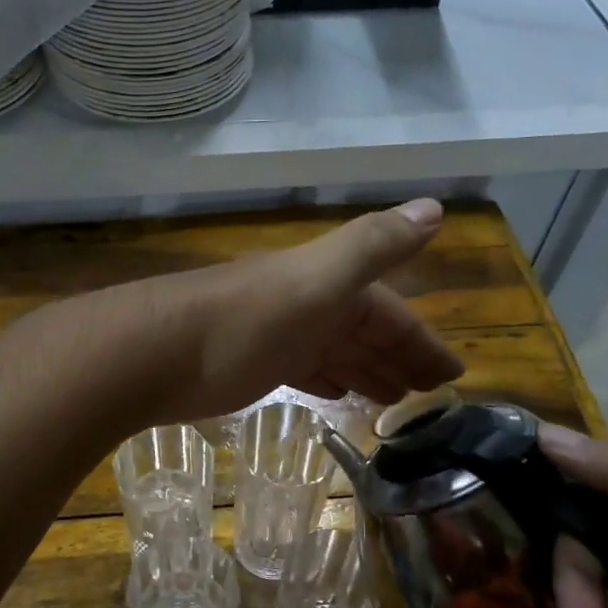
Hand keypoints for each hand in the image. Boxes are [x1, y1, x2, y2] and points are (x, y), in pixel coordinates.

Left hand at [105, 199, 465, 424]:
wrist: (154, 352)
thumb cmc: (243, 322)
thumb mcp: (316, 280)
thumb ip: (373, 246)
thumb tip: (435, 206)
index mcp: (328, 284)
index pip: (390, 312)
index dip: (422, 340)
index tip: (453, 376)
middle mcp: (306, 304)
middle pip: (363, 332)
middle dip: (399, 358)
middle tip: (430, 397)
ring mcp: (276, 334)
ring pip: (334, 351)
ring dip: (366, 370)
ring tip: (395, 401)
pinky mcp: (249, 364)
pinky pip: (303, 370)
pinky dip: (326, 380)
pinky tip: (338, 395)